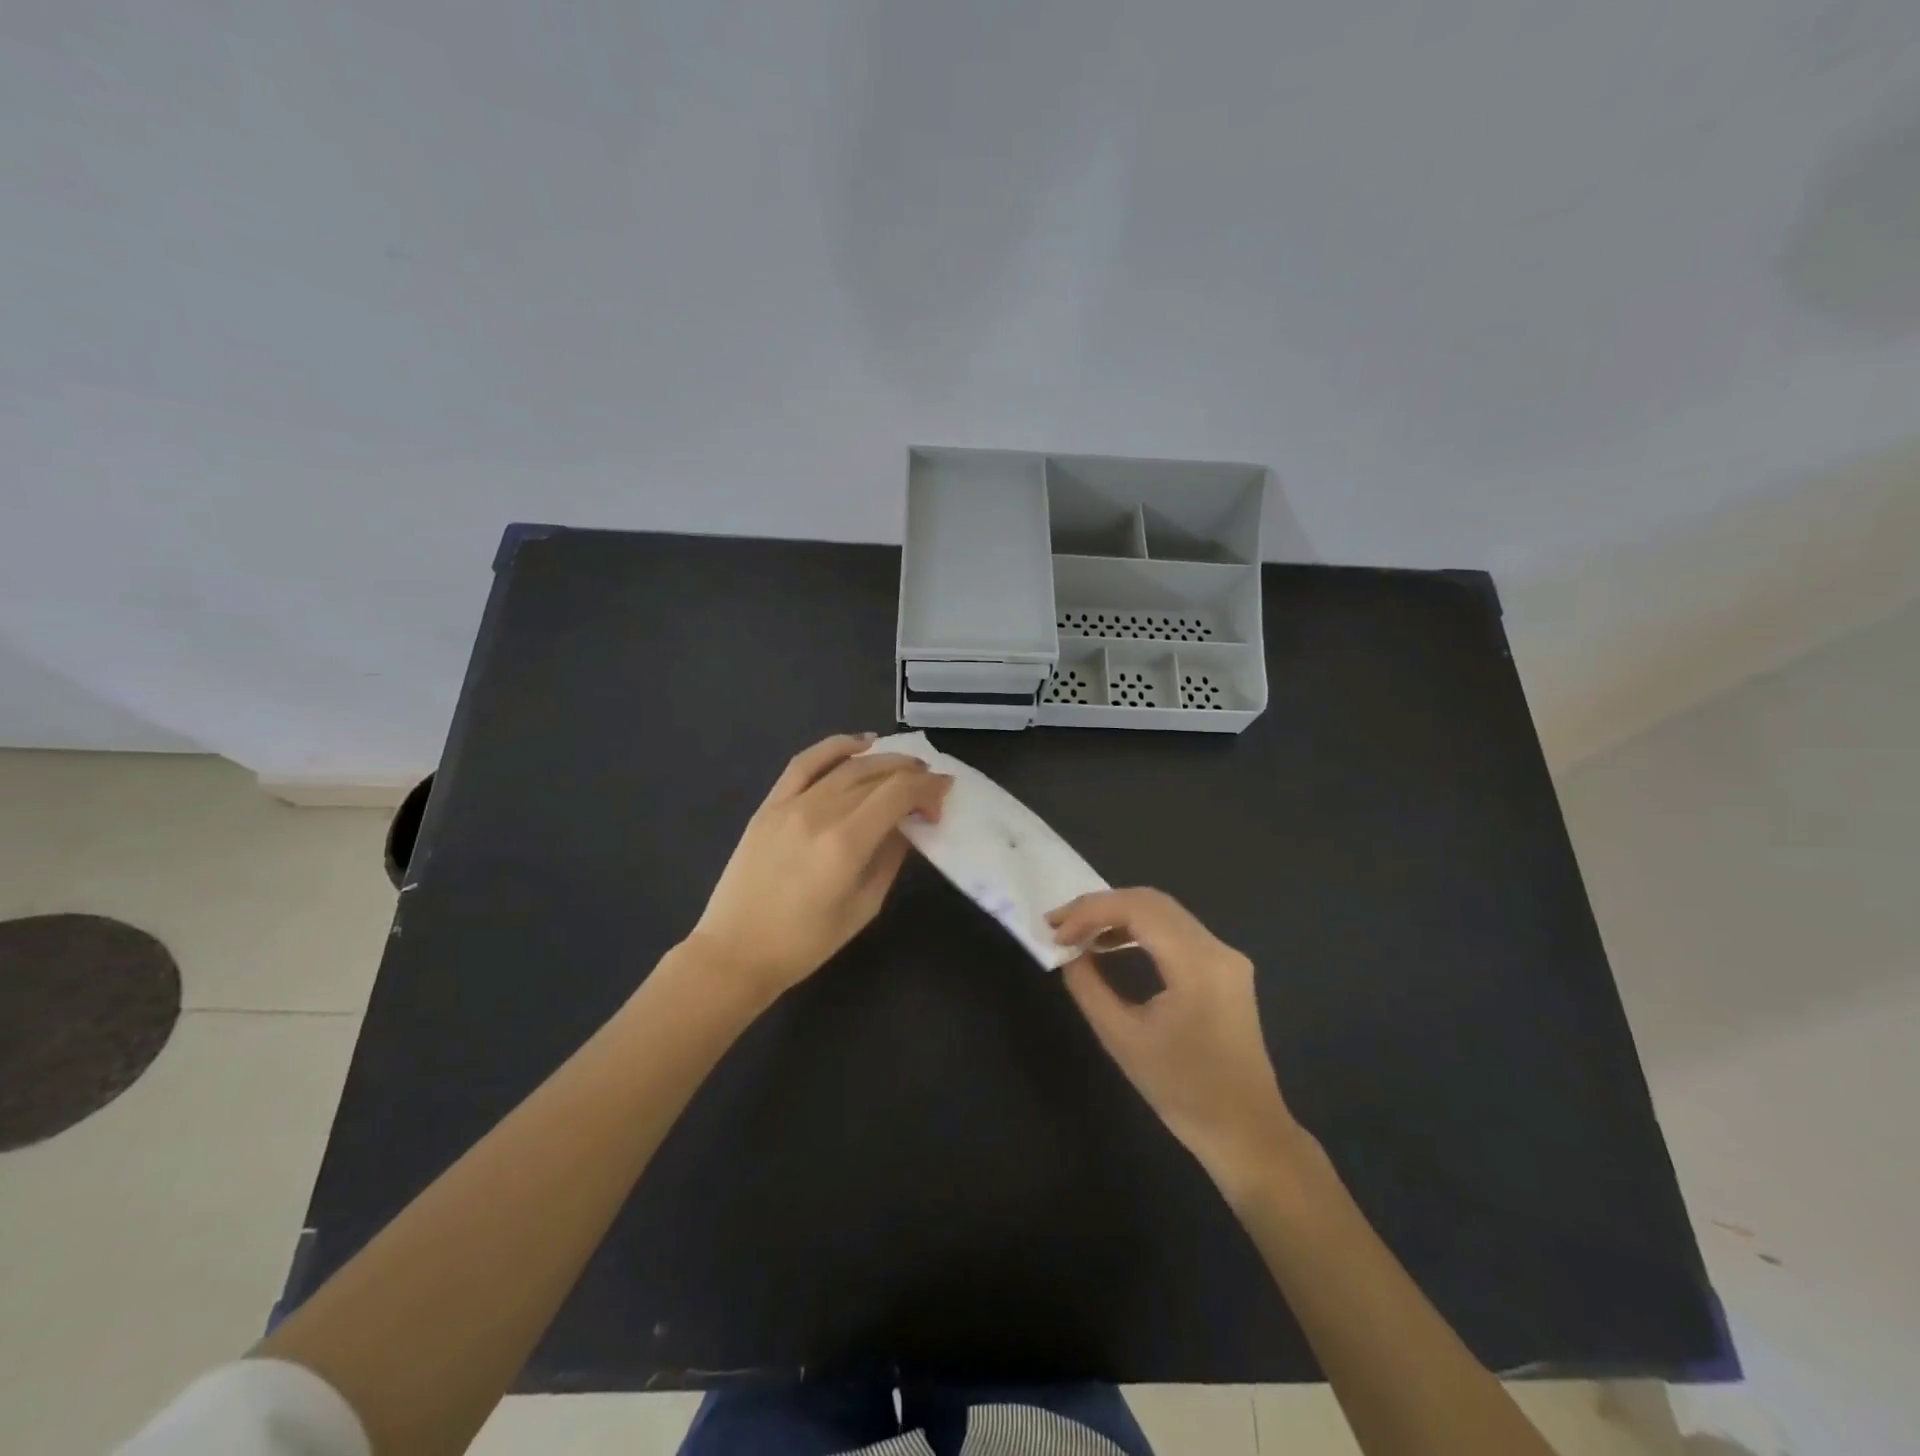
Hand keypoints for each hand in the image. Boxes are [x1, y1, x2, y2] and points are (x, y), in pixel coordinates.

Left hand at [688, 734, 951, 999]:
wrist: (736, 951)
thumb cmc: (805, 943)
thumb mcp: (863, 907)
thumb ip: (890, 858)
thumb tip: (907, 826)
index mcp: (846, 843)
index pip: (898, 793)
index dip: (928, 789)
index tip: (943, 799)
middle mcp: (820, 812)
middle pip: (876, 774)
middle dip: (912, 774)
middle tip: (931, 787)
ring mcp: (791, 804)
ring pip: (847, 765)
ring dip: (883, 759)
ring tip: (907, 765)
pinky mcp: (770, 804)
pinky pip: (805, 763)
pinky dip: (835, 746)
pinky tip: (860, 744)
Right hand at [1049, 888, 1305, 1203]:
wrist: (1247, 1133)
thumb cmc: (1183, 1092)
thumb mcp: (1123, 1040)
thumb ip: (1089, 987)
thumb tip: (1069, 953)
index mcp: (1198, 964)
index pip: (1138, 909)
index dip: (1091, 912)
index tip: (1055, 931)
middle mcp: (1217, 948)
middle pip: (1151, 902)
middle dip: (1100, 907)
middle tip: (1060, 924)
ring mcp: (1226, 957)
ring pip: (1164, 913)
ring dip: (1118, 916)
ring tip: (1079, 934)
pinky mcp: (1225, 969)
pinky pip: (1176, 932)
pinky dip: (1139, 930)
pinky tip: (1112, 946)